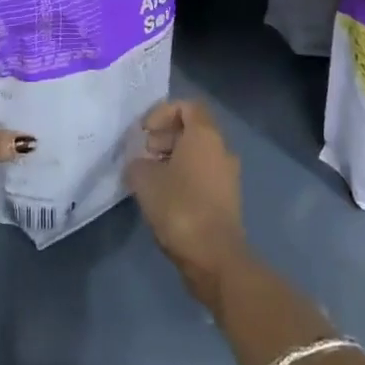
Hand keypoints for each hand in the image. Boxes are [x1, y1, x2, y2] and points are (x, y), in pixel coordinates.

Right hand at [127, 100, 247, 308]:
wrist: (215, 258)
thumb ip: (136, 163)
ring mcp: (228, 175)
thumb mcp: (144, 179)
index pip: (186, 106)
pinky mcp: (228, 199)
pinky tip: (164, 197)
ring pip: (197, 154)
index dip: (161, 113)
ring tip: (149, 178)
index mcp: (205, 135)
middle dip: (165, 136)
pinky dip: (184, 177)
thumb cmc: (180, 207)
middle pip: (192, 129)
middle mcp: (222, 149)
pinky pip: (203, 175)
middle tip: (143, 154)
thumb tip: (138, 163)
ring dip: (172, 158)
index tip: (143, 133)